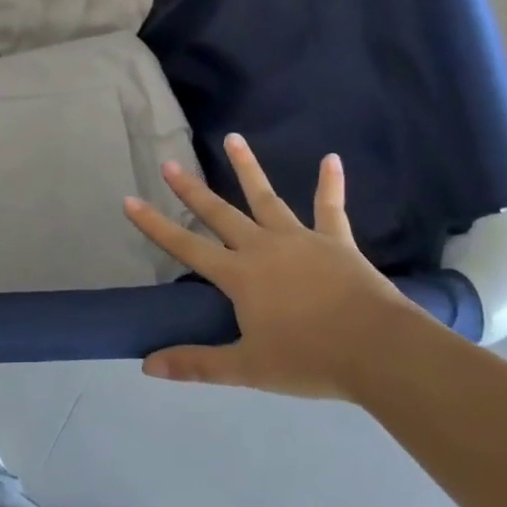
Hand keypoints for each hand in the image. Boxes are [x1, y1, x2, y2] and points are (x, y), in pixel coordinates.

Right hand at [123, 133, 415, 399]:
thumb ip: (197, 364)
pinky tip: (331, 159)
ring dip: (247, 167)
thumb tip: (146, 366)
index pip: (186, 245)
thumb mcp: (247, 368)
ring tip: (233, 138)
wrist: (376, 349)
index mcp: (239, 275)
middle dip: (191, 189)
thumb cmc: (308, 359)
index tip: (130, 200)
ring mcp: (299, 239)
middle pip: (220, 213)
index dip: (155, 225)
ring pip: (266, 197)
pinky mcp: (335, 240)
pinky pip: (330, 207)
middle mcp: (262, 247)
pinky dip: (330, 183)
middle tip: (169, 163)